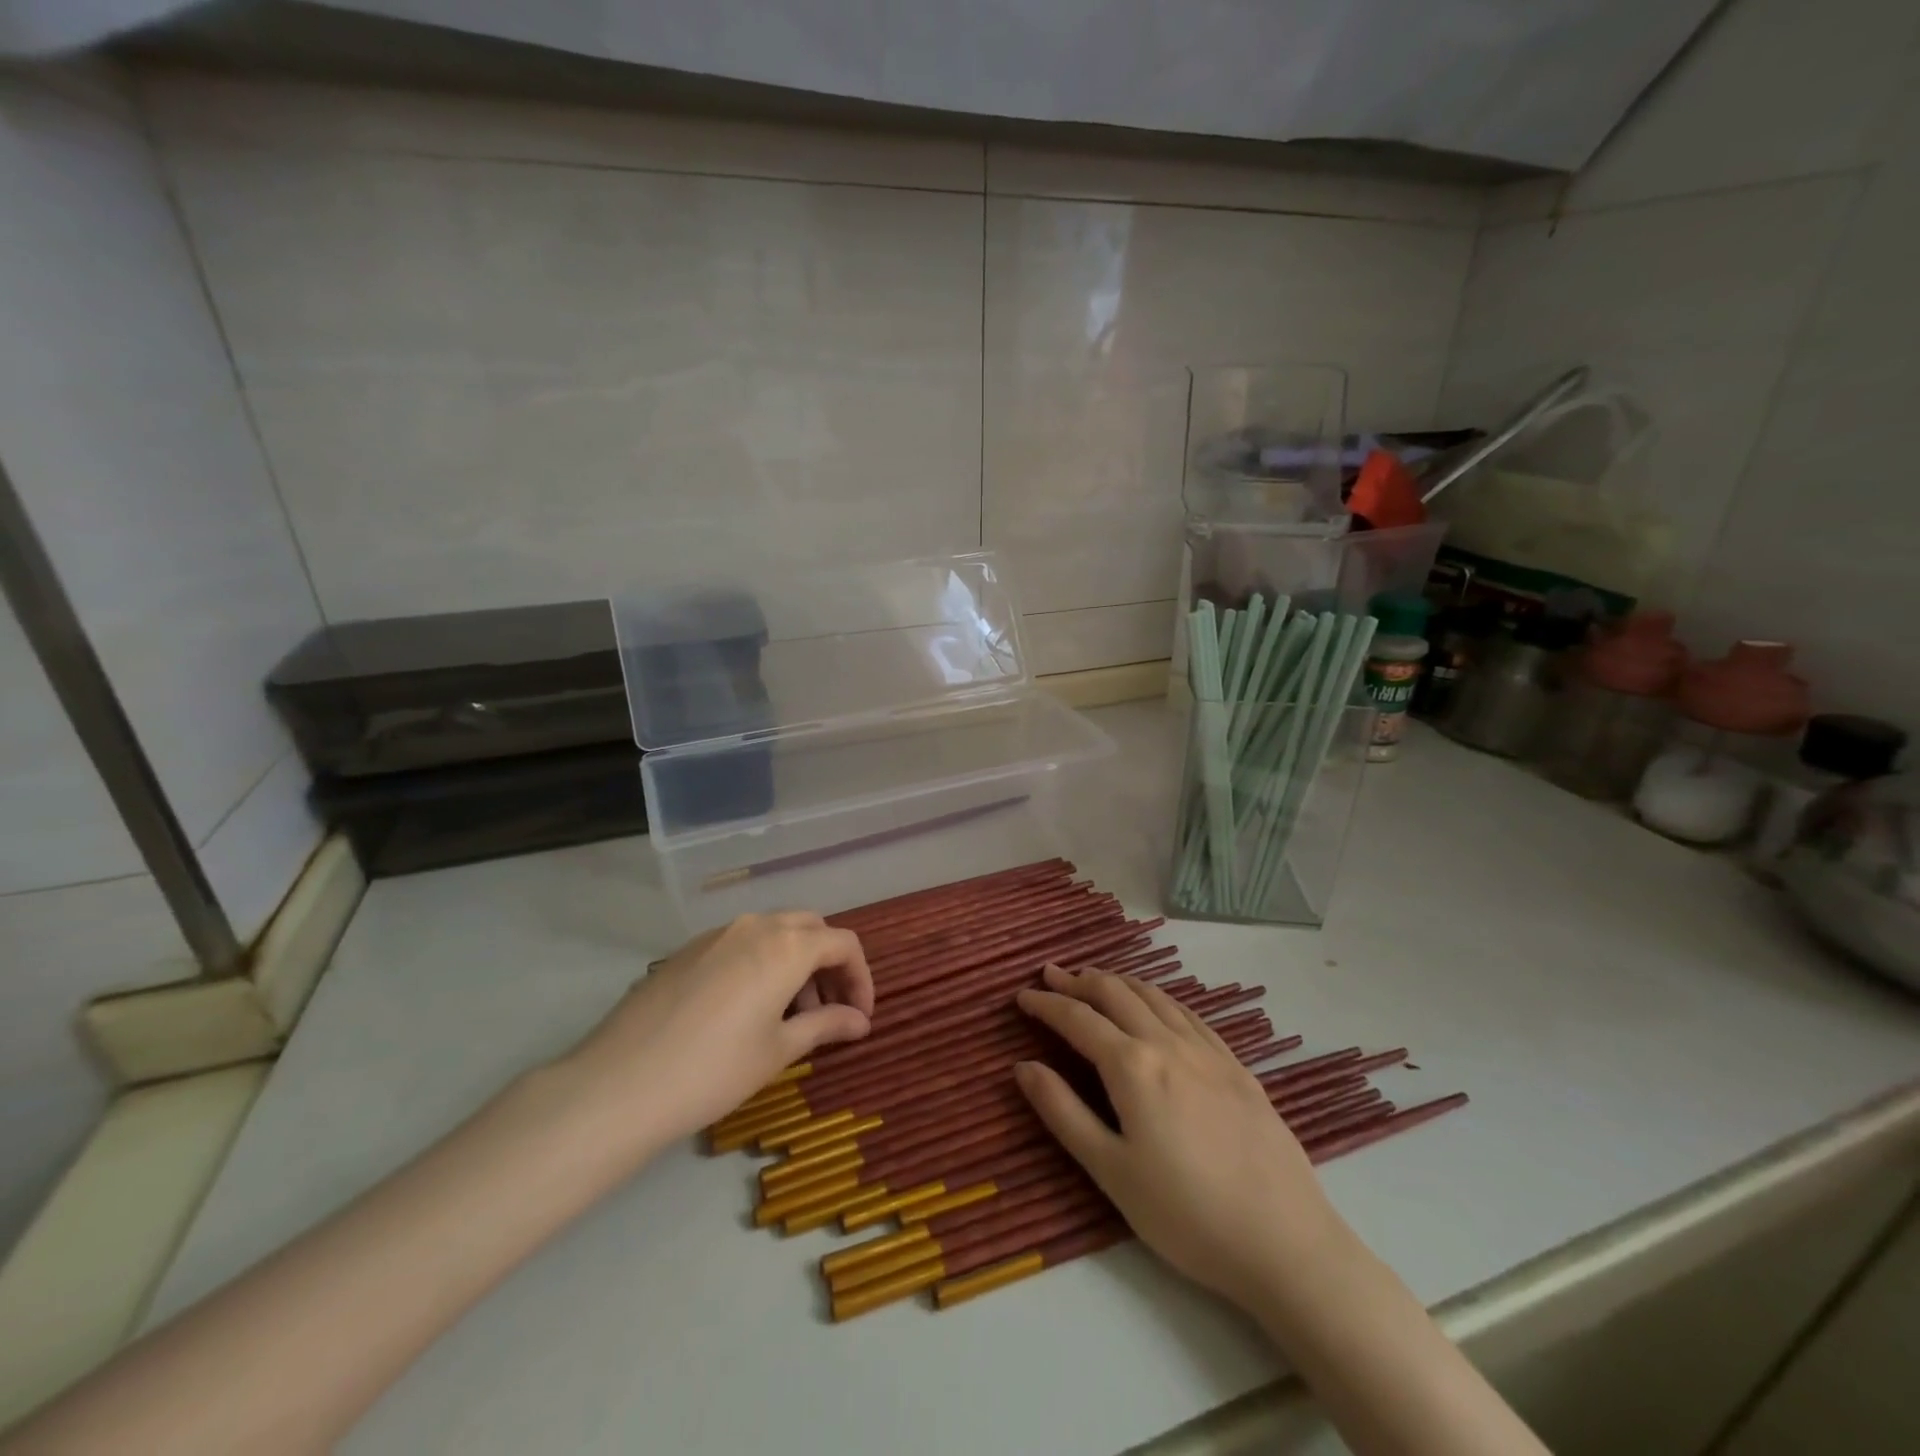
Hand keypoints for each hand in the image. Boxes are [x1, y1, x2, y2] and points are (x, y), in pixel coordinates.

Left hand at [562, 912, 873, 1150]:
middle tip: (829, 1011)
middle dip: (829, 965)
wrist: (618, 1085)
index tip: (860, 1017)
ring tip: (790, 1016)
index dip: (860, 978)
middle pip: (811, 930)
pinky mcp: (688, 950)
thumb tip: (860, 1021)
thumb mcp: (779, 1051)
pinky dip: (762, 964)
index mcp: (786, 945)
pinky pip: (741, 944)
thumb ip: (826, 1026)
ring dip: (796, 964)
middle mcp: (756, 926)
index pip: (843, 944)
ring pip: (775, 933)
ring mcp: (717, 934)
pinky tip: (748, 1010)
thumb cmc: (713, 1070)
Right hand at [1013, 964, 1345, 1307]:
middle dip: (1079, 980)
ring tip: (1096, 979)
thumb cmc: (1186, 1215)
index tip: (1023, 996)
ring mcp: (1208, 1051)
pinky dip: (1159, 997)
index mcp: (1133, 1066)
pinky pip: (1189, 1013)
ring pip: (1154, 995)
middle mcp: (1168, 1043)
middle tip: (1052, 974)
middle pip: (1116, 993)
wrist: (1285, 1242)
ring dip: (1118, 981)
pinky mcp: (1237, 1066)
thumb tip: (1023, 1067)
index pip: (1078, 1019)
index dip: (1046, 1004)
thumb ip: (1063, 1112)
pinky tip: (1157, 1005)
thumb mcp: (1111, 1172)